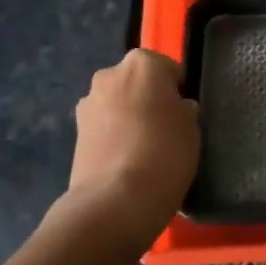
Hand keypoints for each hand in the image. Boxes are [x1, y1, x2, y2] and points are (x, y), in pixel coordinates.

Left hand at [67, 50, 199, 248]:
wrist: (115, 201)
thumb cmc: (165, 153)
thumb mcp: (192, 128)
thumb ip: (183, 109)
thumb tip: (175, 108)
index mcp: (143, 63)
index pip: (167, 69)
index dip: (176, 91)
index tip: (182, 115)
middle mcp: (110, 74)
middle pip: (136, 82)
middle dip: (147, 99)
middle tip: (163, 129)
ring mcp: (87, 103)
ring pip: (117, 103)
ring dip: (127, 116)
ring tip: (142, 149)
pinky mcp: (74, 132)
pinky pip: (103, 126)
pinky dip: (112, 136)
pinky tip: (124, 161)